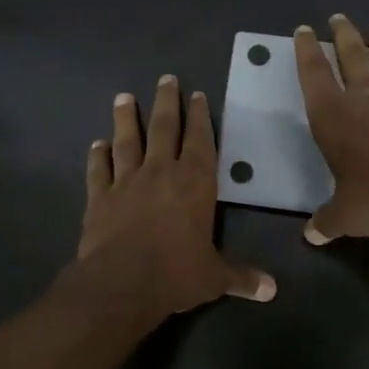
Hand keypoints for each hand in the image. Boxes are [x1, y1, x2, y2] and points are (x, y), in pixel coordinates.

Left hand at [75, 74, 276, 323]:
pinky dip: (97, 156)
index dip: (200, 117)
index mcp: (195, 182)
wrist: (121, 283)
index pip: (200, 141)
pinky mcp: (99, 197)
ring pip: (127, 141)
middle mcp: (161, 172)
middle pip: (164, 128)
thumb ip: (242, 277)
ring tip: (123, 97)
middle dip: (167, 102)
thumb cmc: (176, 273)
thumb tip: (273, 290)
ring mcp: (126, 182)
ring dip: (126, 118)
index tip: (196, 94)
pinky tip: (96, 144)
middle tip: (165, 79)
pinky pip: (99, 170)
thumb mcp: (215, 277)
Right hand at [294, 16, 368, 243]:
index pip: (313, 73)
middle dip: (342, 34)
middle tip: (338, 17)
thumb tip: (312, 236)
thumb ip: (327, 220)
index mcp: (333, 115)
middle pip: (351, 55)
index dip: (305, 50)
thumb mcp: (345, 215)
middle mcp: (365, 97)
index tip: (303, 31)